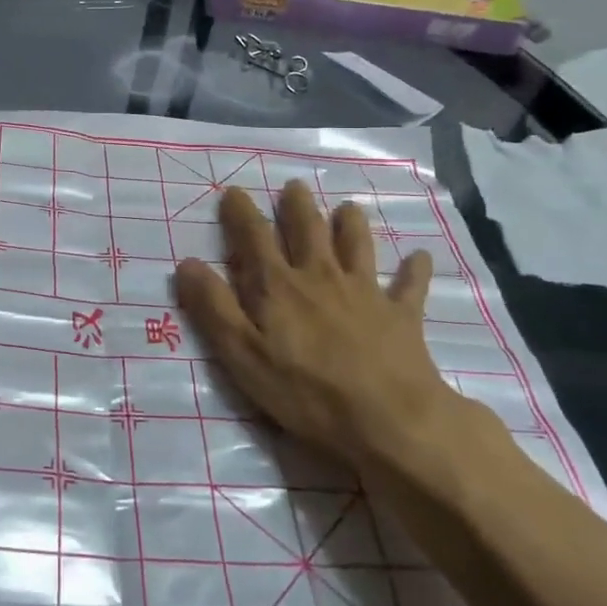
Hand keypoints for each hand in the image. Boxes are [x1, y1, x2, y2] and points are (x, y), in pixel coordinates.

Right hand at [172, 181, 463, 480]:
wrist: (388, 419)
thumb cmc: (306, 391)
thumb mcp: (243, 355)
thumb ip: (214, 308)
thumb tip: (187, 263)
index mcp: (279, 286)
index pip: (254, 238)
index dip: (242, 213)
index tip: (234, 192)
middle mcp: (321, 277)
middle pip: (308, 230)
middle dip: (298, 206)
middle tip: (294, 186)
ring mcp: (365, 292)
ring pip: (357, 245)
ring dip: (352, 224)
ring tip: (348, 208)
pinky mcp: (402, 315)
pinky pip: (410, 286)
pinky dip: (414, 270)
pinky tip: (420, 257)